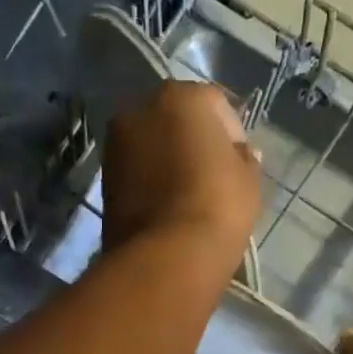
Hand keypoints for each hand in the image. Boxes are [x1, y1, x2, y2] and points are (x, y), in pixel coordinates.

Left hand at [101, 82, 259, 260]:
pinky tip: (167, 209)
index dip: (231, 135)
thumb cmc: (217, 207)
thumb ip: (244, 159)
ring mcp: (116, 145)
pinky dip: (150, 184)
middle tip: (210, 177)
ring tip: (187, 197)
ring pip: (152, 146)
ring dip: (168, 162)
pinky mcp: (103, 181)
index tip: (238, 164)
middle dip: (193, 143)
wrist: (166, 257)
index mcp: (181, 96)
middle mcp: (140, 109)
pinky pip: (137, 173)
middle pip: (176, 120)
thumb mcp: (249, 181)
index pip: (215, 105)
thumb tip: (239, 154)